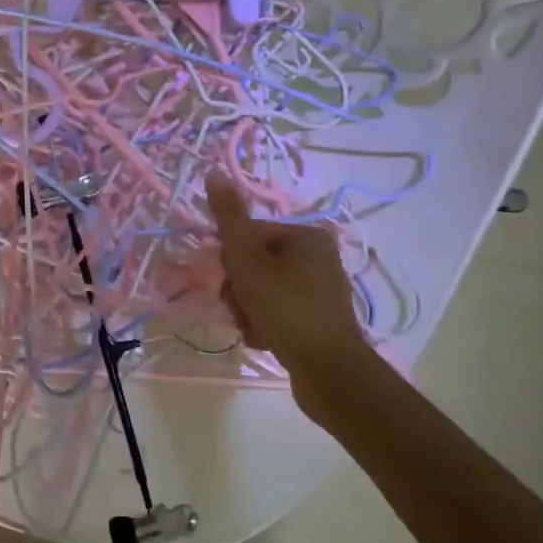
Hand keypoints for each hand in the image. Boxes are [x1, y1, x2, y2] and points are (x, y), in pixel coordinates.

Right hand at [206, 173, 371, 424]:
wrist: (328, 370)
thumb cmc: (285, 307)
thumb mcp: (248, 259)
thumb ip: (229, 218)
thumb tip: (214, 172)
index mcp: (306, 235)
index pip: (249, 235)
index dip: (231, 259)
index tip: (230, 280)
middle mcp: (318, 257)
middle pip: (254, 264)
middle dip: (238, 289)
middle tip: (240, 307)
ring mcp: (320, 291)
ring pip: (261, 292)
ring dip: (247, 310)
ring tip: (253, 328)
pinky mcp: (318, 321)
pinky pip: (277, 313)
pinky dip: (264, 325)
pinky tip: (265, 340)